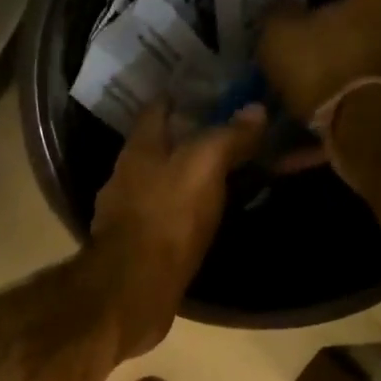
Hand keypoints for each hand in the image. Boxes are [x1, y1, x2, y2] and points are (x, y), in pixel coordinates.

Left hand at [89, 101, 265, 355]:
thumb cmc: (166, 219)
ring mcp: (129, 215)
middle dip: (187, 138)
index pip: (156, 109)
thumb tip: (254, 110)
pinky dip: (185, 211)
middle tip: (227, 133)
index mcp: (138, 150)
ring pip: (161, 184)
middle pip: (158, 148)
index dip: (181, 95)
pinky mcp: (139, 248)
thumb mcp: (203, 167)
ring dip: (186, 177)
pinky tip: (206, 216)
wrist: (134, 290)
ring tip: (224, 174)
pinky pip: (166, 218)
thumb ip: (227, 137)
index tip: (210, 90)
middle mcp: (126, 178)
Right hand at [257, 0, 380, 121]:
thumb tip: (280, 7)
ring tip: (334, 109)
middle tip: (322, 78)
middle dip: (350, 52)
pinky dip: (370, 111)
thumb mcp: (279, 38)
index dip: (322, 27)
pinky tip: (347, 129)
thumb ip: (279, 17)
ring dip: (364, 82)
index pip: (345, 5)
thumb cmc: (321, 70)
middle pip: (371, 34)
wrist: (363, 123)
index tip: (305, 48)